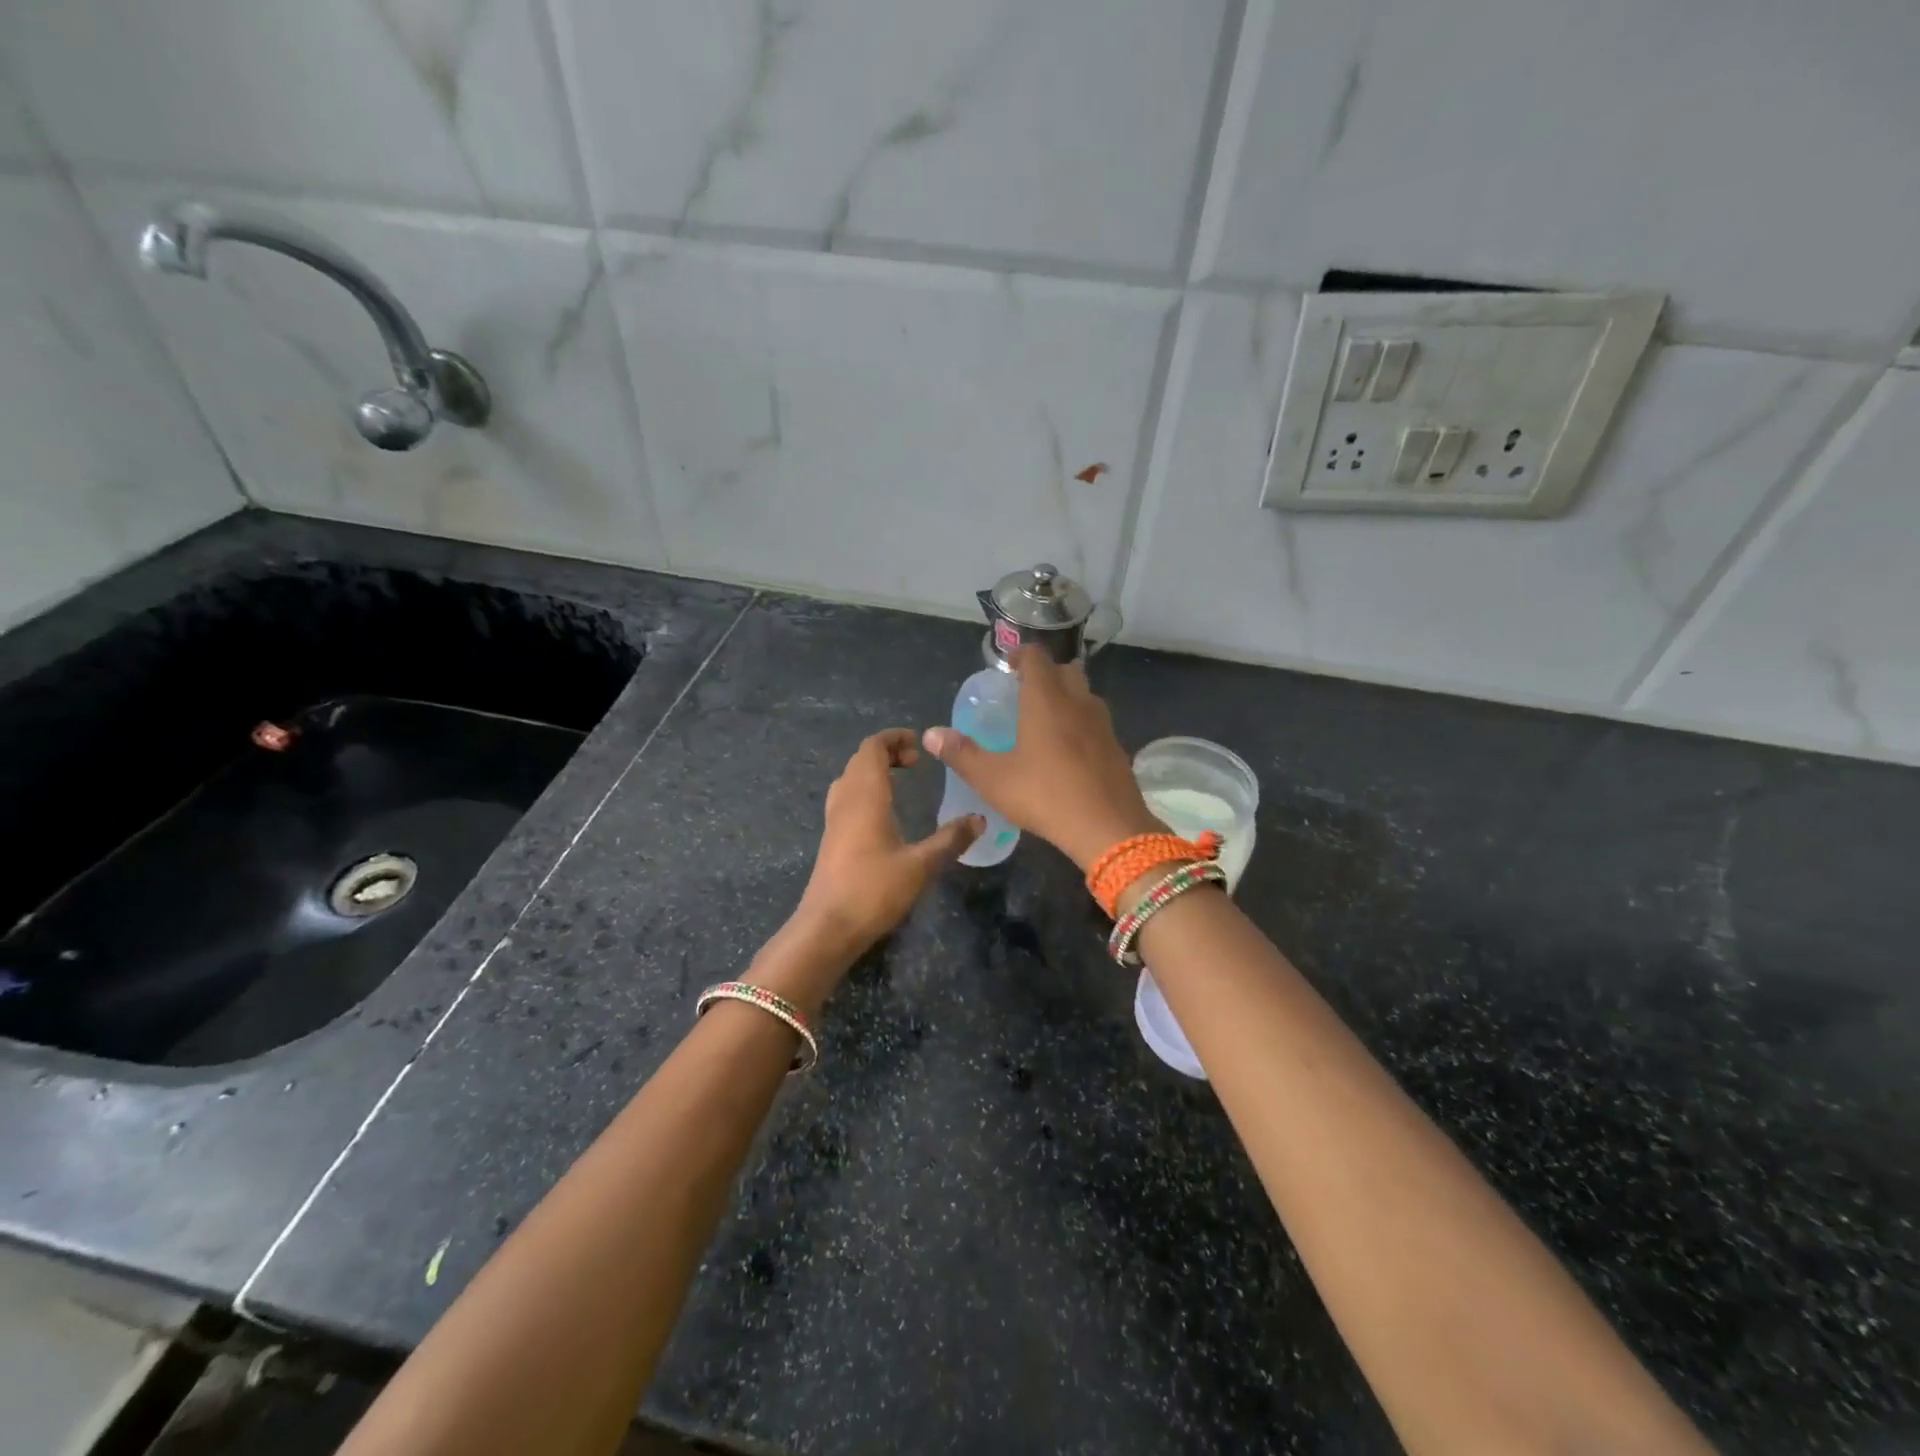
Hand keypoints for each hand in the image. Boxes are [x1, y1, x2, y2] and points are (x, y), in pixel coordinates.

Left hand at [790, 729, 982, 966]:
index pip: (872, 747)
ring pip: (850, 778)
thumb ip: (951, 839)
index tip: (920, 745)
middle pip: (860, 759)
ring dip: (873, 771)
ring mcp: (834, 819)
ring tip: (901, 781)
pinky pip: (846, 797)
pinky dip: (865, 790)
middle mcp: (846, 800)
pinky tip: (884, 813)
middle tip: (916, 763)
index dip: (894, 738)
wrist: (828, 927)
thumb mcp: (921, 865)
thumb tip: (980, 819)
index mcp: (865, 796)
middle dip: (887, 752)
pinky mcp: (831, 838)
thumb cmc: (874, 890)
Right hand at [922, 647, 1160, 870]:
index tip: (1007, 667)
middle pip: (1064, 671)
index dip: (1020, 655)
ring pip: (1084, 695)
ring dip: (1066, 697)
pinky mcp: (1117, 747)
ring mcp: (1103, 724)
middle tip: (1024, 694)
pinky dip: (1081, 724)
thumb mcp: (993, 779)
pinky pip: (1096, 722)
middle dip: (1045, 674)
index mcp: (1046, 699)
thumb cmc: (1045, 795)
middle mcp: (1078, 701)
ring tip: (1045, 720)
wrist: (1109, 828)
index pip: (1036, 657)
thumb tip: (931, 734)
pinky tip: (1068, 751)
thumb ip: (961, 754)